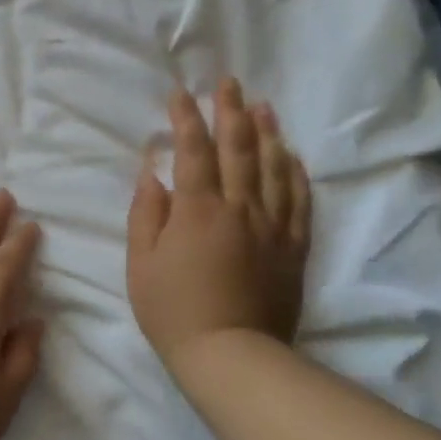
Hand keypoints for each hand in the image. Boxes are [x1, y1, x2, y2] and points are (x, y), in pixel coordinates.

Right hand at [127, 80, 311, 371]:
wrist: (232, 357)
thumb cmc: (173, 310)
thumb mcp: (141, 263)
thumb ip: (146, 213)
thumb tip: (152, 172)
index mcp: (197, 210)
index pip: (193, 151)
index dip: (186, 119)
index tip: (180, 93)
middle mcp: (239, 209)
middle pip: (237, 149)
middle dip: (230, 112)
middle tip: (228, 82)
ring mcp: (272, 227)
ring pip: (272, 168)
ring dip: (266, 133)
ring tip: (262, 105)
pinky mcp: (293, 248)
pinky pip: (298, 202)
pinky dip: (294, 173)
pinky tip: (291, 155)